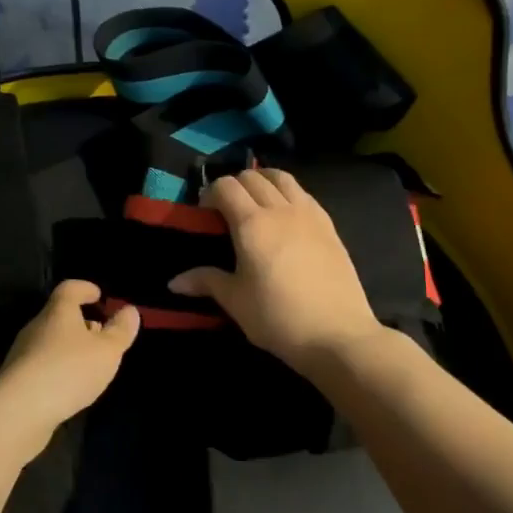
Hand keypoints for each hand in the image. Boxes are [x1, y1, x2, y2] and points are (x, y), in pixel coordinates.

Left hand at [0, 281, 139, 454]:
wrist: (19, 411)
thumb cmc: (68, 370)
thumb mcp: (106, 351)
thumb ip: (120, 330)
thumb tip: (129, 310)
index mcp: (58, 311)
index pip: (69, 288)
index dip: (85, 288)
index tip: (99, 295)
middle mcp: (37, 326)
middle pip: (59, 315)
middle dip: (81, 321)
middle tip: (101, 333)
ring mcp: (23, 353)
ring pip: (51, 340)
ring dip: (70, 346)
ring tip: (90, 363)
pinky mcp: (17, 379)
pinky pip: (43, 363)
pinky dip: (59, 367)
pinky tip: (70, 385)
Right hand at [168, 168, 387, 377]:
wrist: (337, 334)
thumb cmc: (278, 318)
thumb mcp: (236, 301)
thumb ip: (206, 281)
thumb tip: (174, 281)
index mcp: (252, 223)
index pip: (226, 187)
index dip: (211, 193)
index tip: (205, 213)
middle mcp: (280, 209)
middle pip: (252, 177)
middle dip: (234, 185)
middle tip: (226, 209)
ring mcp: (308, 214)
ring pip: (281, 178)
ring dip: (262, 181)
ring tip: (256, 202)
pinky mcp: (329, 225)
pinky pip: (303, 193)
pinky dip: (287, 192)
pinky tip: (285, 215)